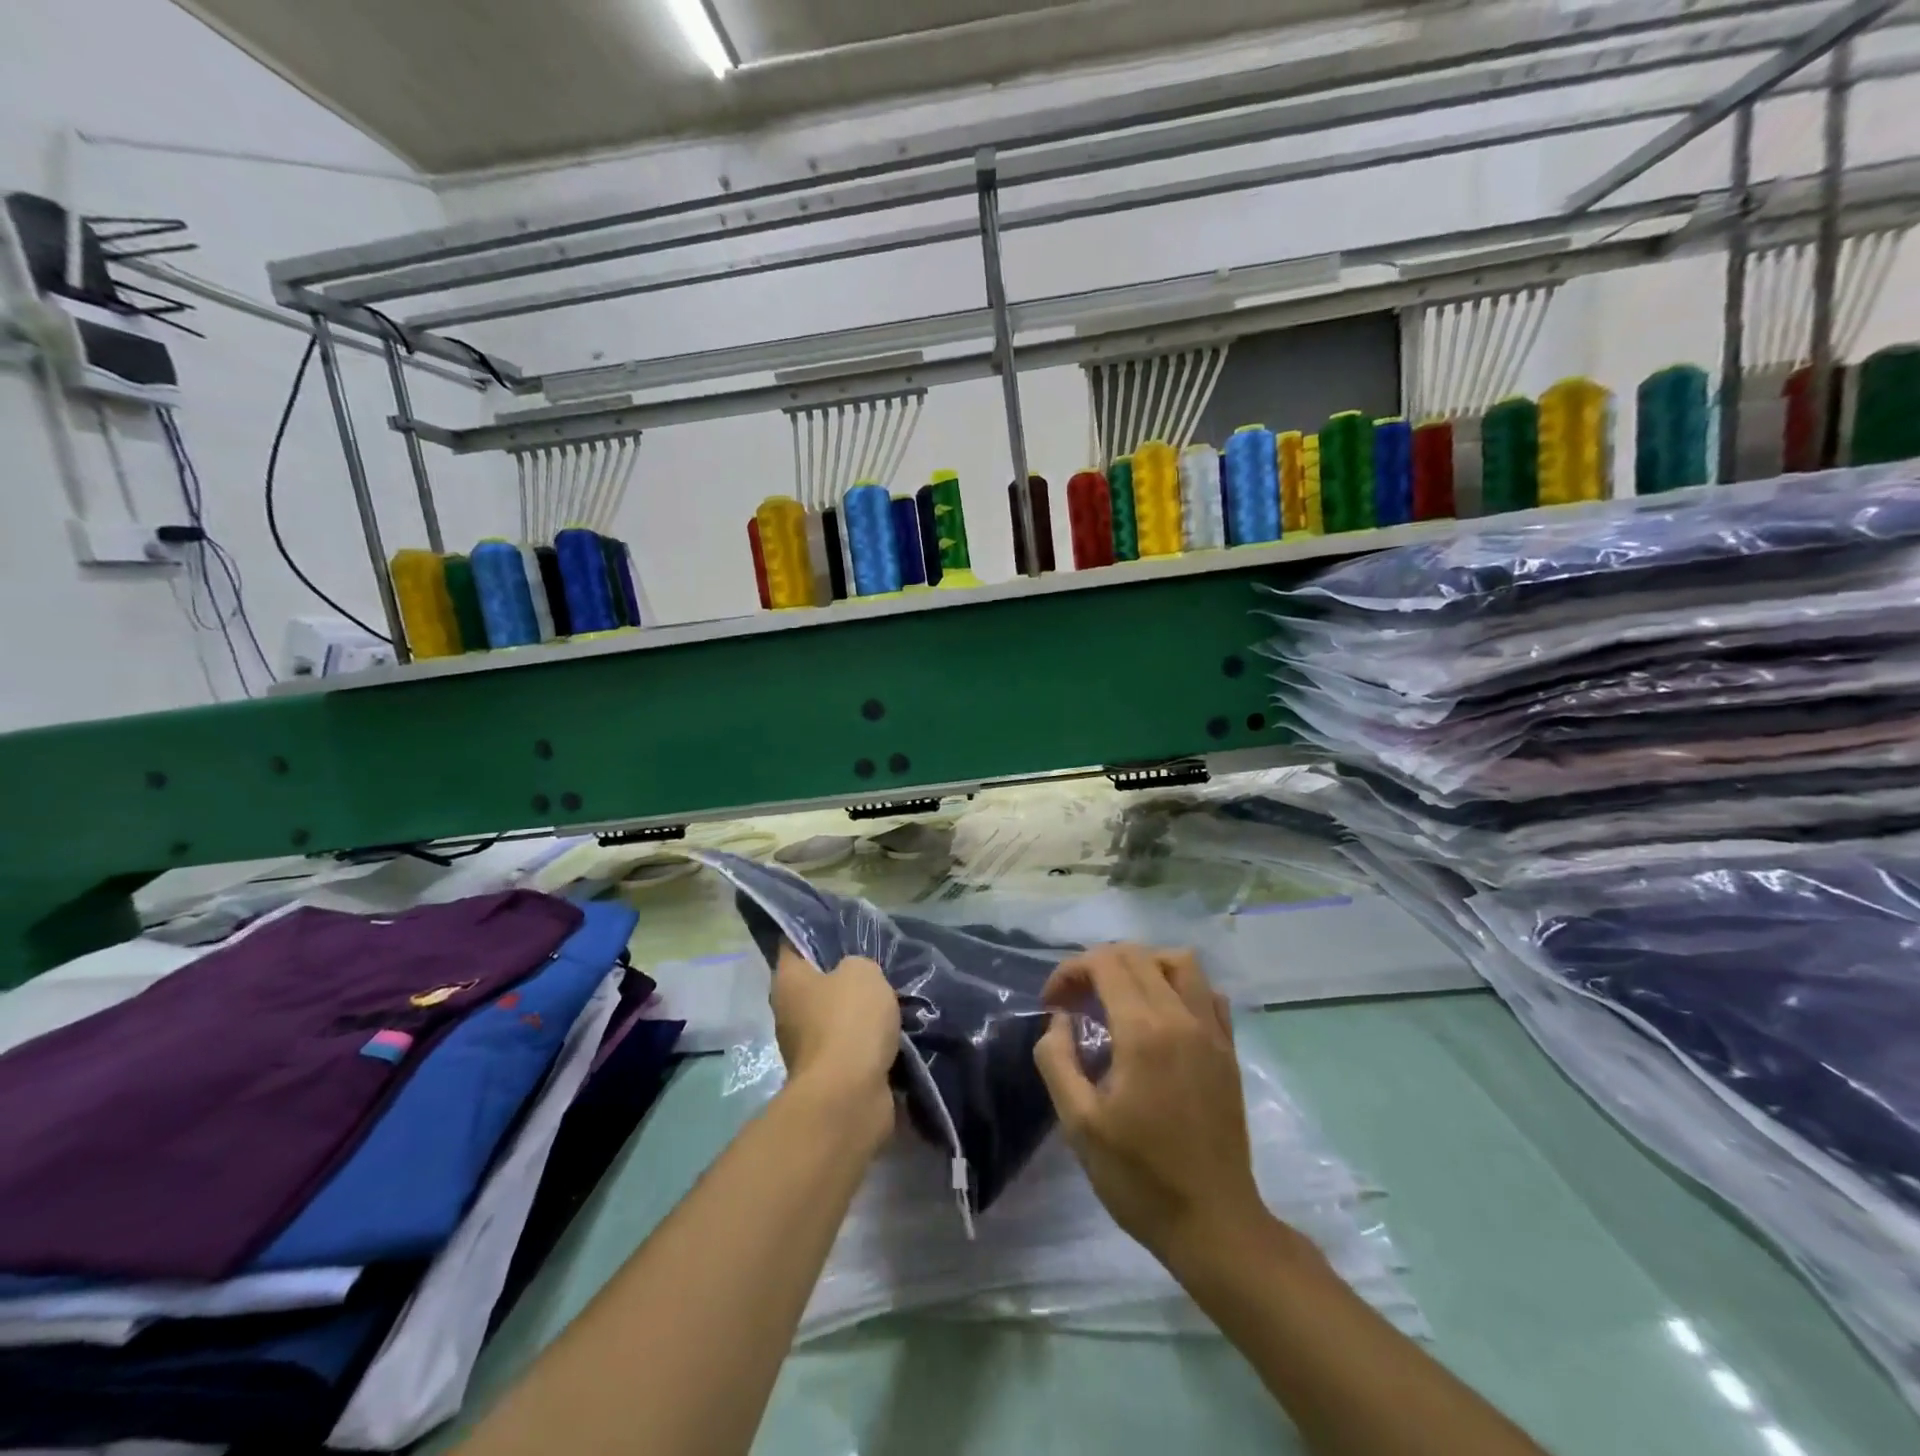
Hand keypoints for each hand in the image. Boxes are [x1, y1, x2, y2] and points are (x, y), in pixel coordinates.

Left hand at [770, 942, 899, 1145]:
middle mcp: (788, 1011)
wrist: (850, 1097)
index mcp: (788, 980)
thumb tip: (854, 976)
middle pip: (816, 982)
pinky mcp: (828, 1075)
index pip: (793, 943)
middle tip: (875, 962)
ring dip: (859, 1011)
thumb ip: (857, 964)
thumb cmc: (848, 1021)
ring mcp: (806, 1047)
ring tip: (892, 997)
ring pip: (835, 1016)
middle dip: (843, 974)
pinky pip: (851, 1046)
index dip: (814, 931)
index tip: (840, 924)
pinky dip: (868, 1041)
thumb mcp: (862, 972)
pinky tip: (894, 1030)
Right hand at [1034, 944, 1268, 1266]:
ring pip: (1180, 961)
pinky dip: (1179, 987)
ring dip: (1143, 964)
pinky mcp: (1228, 1049)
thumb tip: (1060, 1021)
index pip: (1105, 963)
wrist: (1214, 1223)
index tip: (1052, 1004)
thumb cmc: (1139, 1177)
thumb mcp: (1078, 1124)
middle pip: (1138, 955)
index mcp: (1143, 1031)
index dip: (1070, 971)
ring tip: (1119, 995)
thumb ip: (1058, 1060)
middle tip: (1076, 1000)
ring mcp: (1212, 1031)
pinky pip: (1207, 992)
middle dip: (1098, 964)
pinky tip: (1161, 1016)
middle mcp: (1181, 1017)